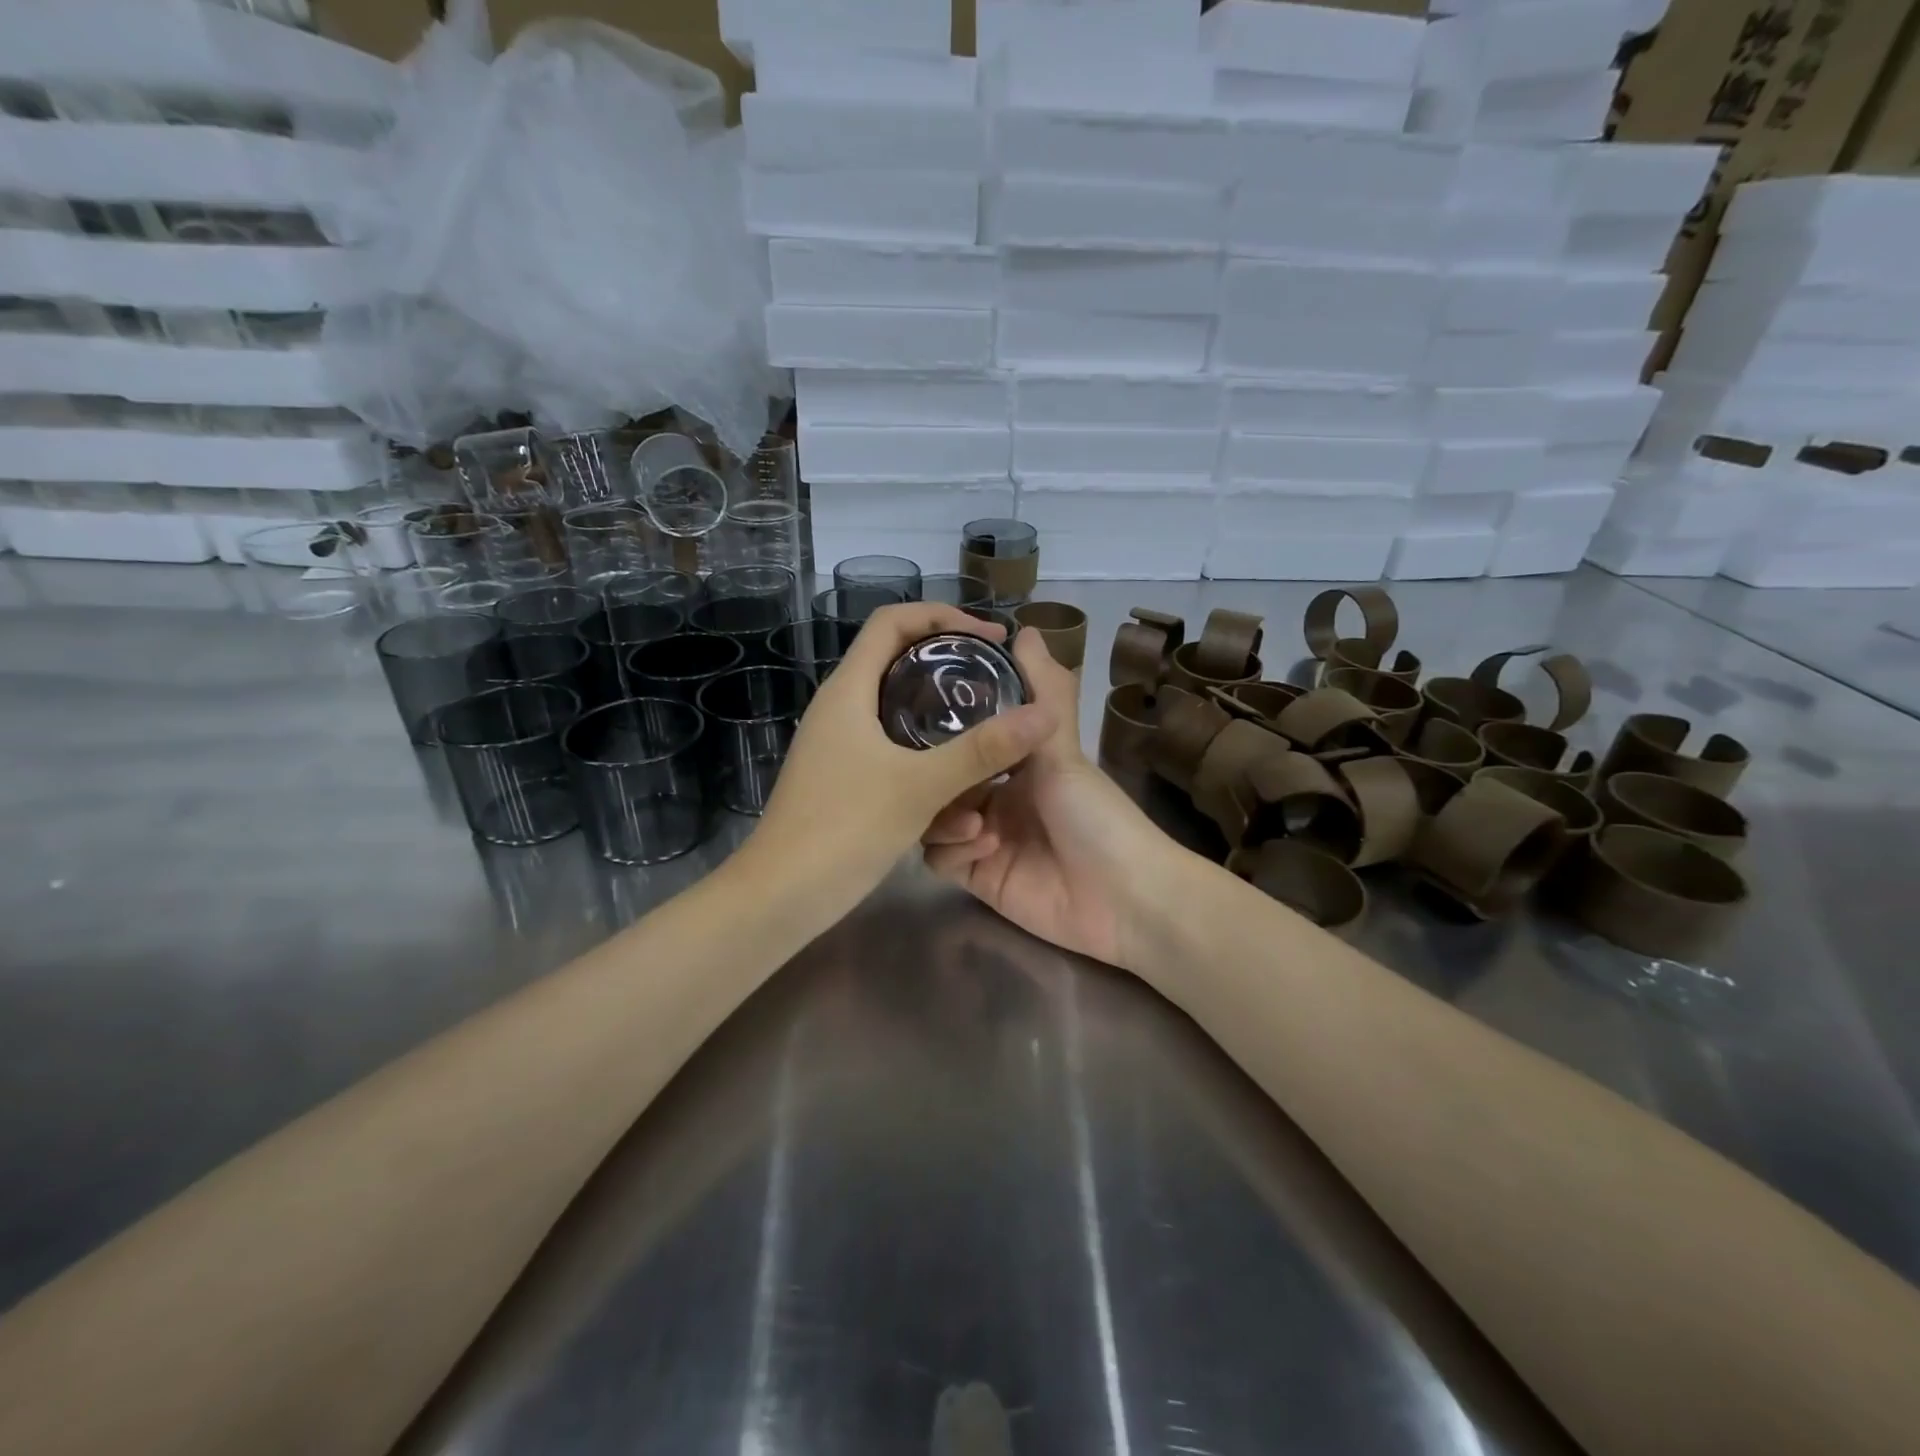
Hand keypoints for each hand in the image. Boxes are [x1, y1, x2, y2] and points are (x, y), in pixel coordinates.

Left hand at [746, 603, 1057, 922]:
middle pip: (900, 663)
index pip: (893, 621)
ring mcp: (840, 746)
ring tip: (989, 740)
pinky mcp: (845, 779)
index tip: (991, 638)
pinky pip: (894, 754)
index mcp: (849, 691)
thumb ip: (982, 750)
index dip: (944, 616)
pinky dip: (928, 763)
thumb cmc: (844, 829)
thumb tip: (1044, 716)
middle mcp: (841, 709)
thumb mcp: (920, 787)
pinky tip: (959, 793)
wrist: (780, 898)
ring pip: (901, 716)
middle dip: (952, 669)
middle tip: (997, 683)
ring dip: (944, 726)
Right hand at [921, 628, 1184, 972]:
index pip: (963, 740)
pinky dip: (953, 848)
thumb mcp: (1064, 749)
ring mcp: (983, 838)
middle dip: (936, 777)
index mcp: (1015, 763)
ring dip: (945, 815)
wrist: (1124, 897)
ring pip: (931, 817)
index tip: (919, 714)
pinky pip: (939, 858)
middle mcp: (995, 796)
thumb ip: (1042, 692)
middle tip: (933, 774)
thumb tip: (1025, 628)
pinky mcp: (977, 876)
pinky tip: (984, 848)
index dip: (941, 730)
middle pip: (939, 779)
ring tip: (975, 822)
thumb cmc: (1097, 814)